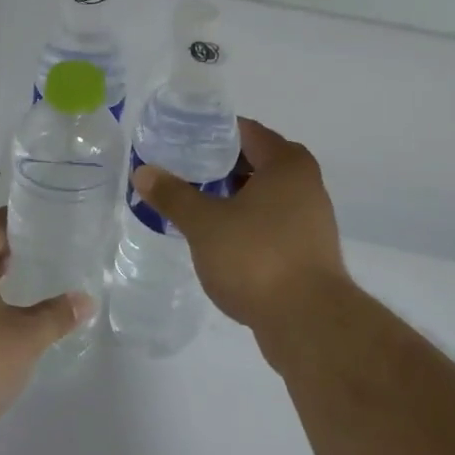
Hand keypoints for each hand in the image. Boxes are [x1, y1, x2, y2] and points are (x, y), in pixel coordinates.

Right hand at [130, 118, 348, 347]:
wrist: (309, 323)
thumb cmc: (257, 258)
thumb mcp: (204, 224)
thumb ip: (173, 195)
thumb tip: (143, 172)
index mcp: (286, 163)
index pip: (245, 131)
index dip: (211, 132)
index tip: (180, 139)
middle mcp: (306, 183)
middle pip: (256, 161)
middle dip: (219, 166)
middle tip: (181, 170)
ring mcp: (312, 218)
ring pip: (264, 194)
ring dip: (233, 196)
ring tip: (194, 202)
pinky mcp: (309, 251)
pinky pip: (271, 222)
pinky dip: (247, 222)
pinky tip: (219, 237)